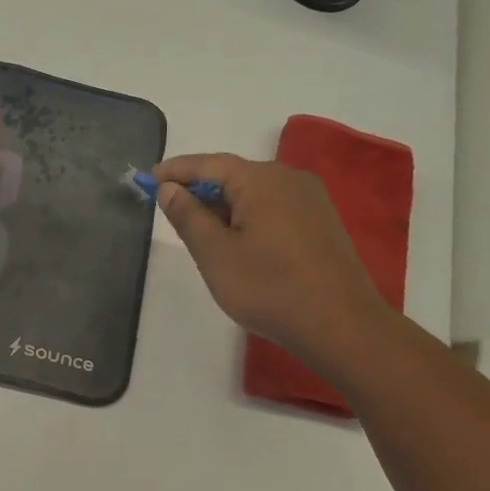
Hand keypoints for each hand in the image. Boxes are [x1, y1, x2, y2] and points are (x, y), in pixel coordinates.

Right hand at [152, 153, 396, 371]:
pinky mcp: (321, 222)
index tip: (148, 178)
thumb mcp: (215, 254)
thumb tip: (169, 188)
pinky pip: (273, 207)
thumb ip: (188, 216)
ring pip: (254, 193)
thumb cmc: (270, 288)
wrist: (341, 326)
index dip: (176, 170)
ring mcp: (310, 200)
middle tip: (169, 210)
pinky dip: (247, 216)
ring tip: (198, 231)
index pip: (209, 164)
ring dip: (223, 206)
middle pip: (233, 175)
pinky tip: (236, 242)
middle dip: (199, 190)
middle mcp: (289, 179)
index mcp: (261, 180)